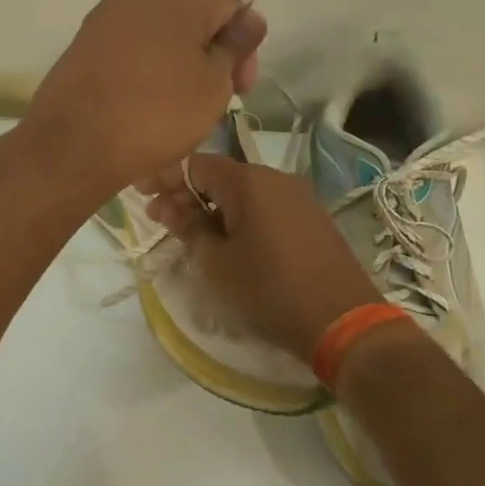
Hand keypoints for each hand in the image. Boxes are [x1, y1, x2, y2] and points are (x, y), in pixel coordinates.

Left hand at [25, 0, 266, 195]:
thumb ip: (234, 47)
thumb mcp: (213, 85)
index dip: (244, 43)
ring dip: (179, 59)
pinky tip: (147, 101)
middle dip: (210, 49)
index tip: (240, 86)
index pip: (230, 3)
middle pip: (193, 12)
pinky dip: (147, 66)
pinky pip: (131, 45)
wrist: (74, 142)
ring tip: (180, 104)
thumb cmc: (156, 113)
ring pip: (160, 30)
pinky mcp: (85, 39)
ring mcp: (107, 14)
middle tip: (215, 96)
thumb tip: (249, 19)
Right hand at [145, 154, 380, 356]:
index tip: (142, 196)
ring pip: (243, 193)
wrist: (342, 321)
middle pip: (220, 176)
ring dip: (213, 208)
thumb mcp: (216, 264)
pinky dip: (240, 218)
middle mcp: (275, 178)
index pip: (195, 164)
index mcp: (248, 181)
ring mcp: (298, 197)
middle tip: (161, 220)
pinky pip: (266, 208)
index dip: (164, 177)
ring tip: (192, 236)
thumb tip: (169, 207)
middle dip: (186, 194)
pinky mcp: (312, 219)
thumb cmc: (268, 290)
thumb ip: (188, 228)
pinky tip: (229, 242)